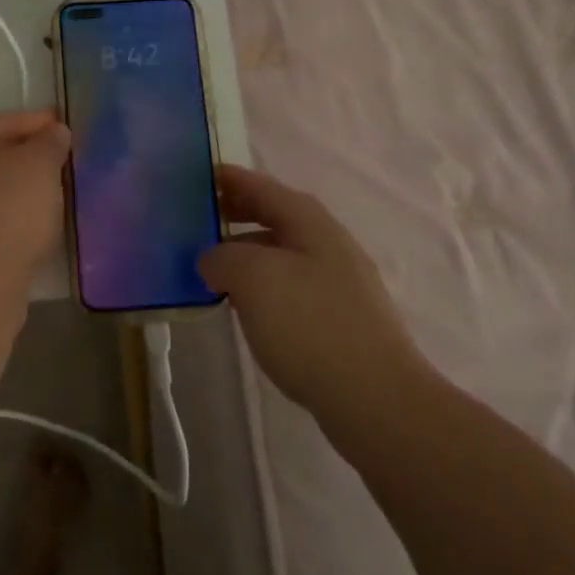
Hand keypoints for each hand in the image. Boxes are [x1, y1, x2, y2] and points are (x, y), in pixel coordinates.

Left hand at [0, 109, 71, 283]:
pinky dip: (2, 214)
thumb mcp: (40, 164)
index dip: (37, 123)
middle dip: (24, 156)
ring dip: (13, 188)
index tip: (63, 127)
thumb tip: (54, 132)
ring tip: (49, 194)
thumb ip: (50, 141)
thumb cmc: (7, 209)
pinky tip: (27, 223)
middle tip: (59, 161)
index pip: (2, 122)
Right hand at [199, 165, 431, 416]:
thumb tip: (212, 260)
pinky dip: (263, 285)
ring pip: (283, 254)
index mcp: (310, 222)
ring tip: (213, 267)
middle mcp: (328, 243)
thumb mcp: (252, 277)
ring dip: (248, 252)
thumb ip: (222, 257)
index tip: (198, 175)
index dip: (230, 179)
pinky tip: (247, 307)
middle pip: (276, 216)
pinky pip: (291, 286)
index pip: (262, 187)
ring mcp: (340, 283)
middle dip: (238, 214)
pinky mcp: (341, 320)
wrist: (376, 399)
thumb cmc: (310, 324)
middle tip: (199, 220)